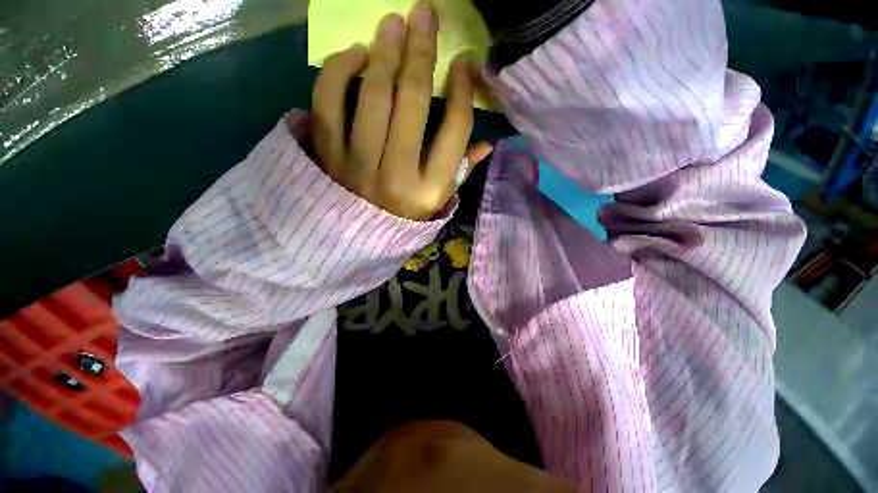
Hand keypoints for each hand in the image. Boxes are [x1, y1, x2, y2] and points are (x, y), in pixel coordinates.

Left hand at [310, 0, 491, 219]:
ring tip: (392, 24)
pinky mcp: (326, 155)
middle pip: (413, 102)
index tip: (464, 63)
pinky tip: (354, 55)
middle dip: (422, 51)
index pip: (455, 129)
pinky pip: (327, 102)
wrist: (354, 241)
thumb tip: (487, 143)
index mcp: (430, 188)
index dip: (463, 89)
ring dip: (384, 52)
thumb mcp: (437, 203)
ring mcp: (358, 164)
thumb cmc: (403, 220)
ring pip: (372, 96)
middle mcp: (398, 174)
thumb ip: (461, 173)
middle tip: (425, 14)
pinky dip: (338, 71)